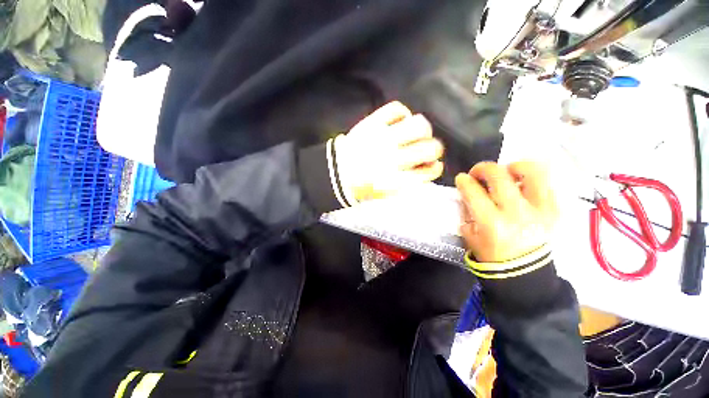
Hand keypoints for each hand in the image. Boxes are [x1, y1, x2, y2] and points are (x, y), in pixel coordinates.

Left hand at [334, 101, 443, 201]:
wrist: (337, 171)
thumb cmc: (363, 184)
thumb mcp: (387, 192)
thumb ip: (410, 181)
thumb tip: (431, 166)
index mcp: (396, 180)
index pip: (429, 171)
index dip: (435, 167)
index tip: (433, 165)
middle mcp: (393, 158)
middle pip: (431, 147)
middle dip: (434, 148)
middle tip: (426, 148)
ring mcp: (383, 138)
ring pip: (419, 124)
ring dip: (422, 129)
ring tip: (415, 133)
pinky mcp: (372, 123)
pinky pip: (396, 109)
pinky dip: (402, 113)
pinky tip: (399, 120)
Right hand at [455, 161, 557, 262]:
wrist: (526, 272)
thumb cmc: (493, 256)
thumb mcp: (470, 236)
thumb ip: (468, 212)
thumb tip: (469, 195)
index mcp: (492, 223)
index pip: (474, 192)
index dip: (464, 181)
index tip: (461, 178)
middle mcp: (517, 213)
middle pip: (499, 176)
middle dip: (483, 168)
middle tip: (478, 173)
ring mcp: (540, 210)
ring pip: (532, 172)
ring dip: (514, 166)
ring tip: (506, 172)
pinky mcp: (556, 211)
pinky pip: (547, 183)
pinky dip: (532, 179)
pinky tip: (522, 185)